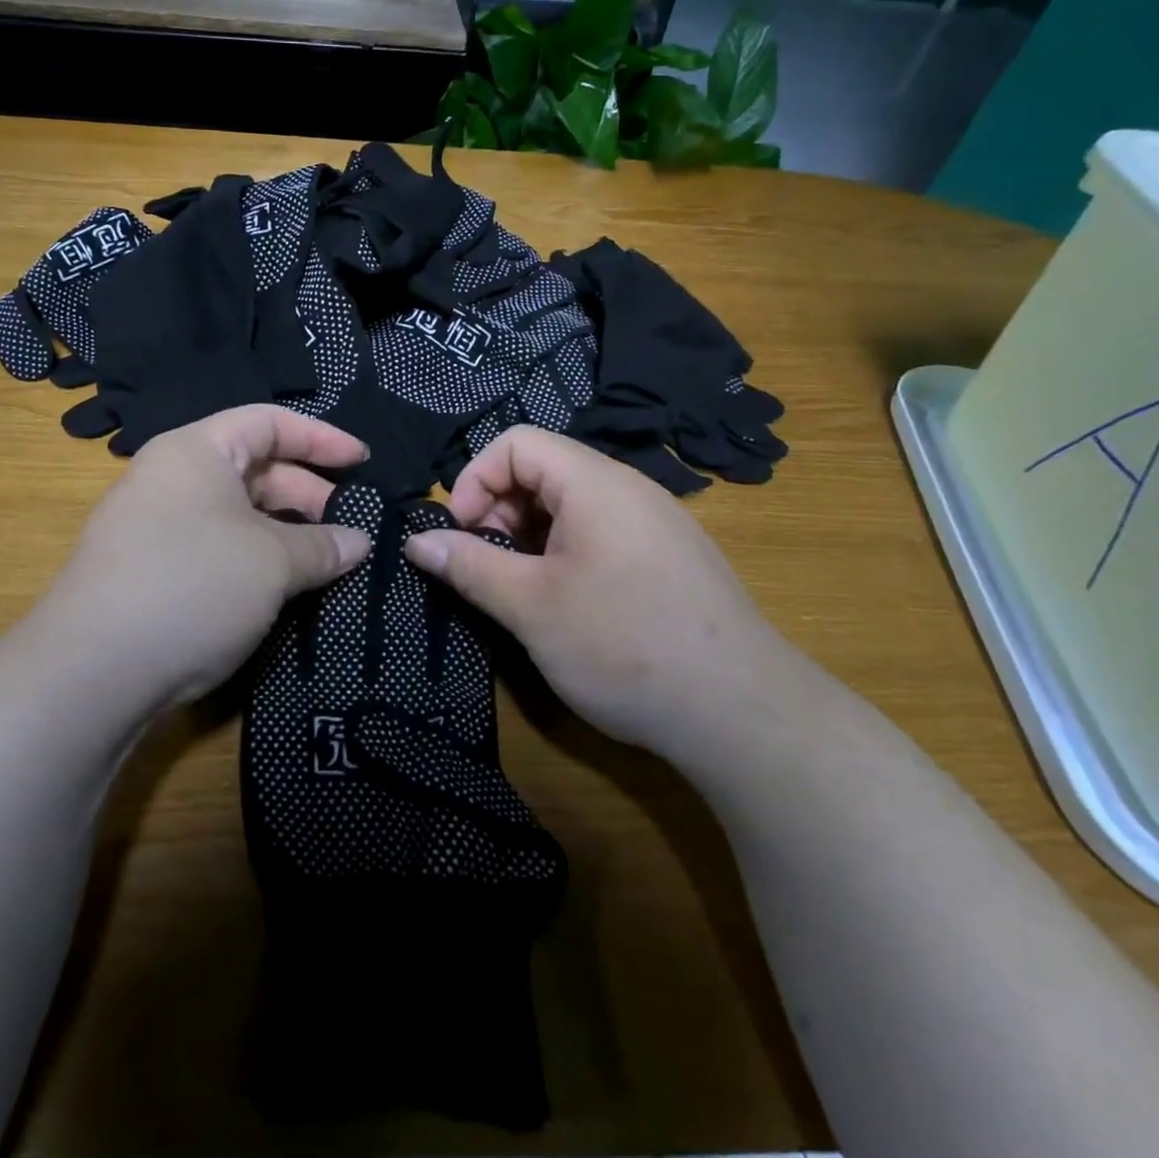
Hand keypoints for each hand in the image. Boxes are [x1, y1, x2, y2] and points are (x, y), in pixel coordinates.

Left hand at [29, 406, 371, 719]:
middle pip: (255, 468)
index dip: (322, 438)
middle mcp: (172, 478)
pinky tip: (282, 589)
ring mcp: (156, 526)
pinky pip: (217, 548)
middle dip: (308, 493)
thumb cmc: (193, 585)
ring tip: (327, 562)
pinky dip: (256, 559)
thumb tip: (358, 543)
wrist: (91, 672)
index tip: (364, 463)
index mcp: (196, 451)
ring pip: (238, 514)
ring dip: (286, 533)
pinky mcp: (151, 570)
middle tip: (351, 528)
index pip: (270, 422)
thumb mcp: (272, 561)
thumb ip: (323, 545)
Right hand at [403, 426, 818, 755]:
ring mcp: (653, 523)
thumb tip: (416, 542)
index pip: (516, 443)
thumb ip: (469, 566)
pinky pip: (599, 533)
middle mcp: (628, 489)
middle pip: (542, 471)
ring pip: (569, 506)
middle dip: (498, 511)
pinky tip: (564, 603)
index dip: (474, 480)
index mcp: (595, 483)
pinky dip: (563, 554)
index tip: (460, 535)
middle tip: (487, 569)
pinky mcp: (667, 557)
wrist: (743, 714)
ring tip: (520, 592)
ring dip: (528, 537)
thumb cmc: (624, 646)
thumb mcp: (530, 607)